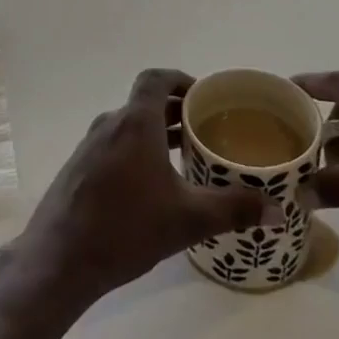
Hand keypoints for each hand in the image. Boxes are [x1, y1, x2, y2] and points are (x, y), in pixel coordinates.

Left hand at [20, 69, 275, 303]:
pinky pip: (114, 144)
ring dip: (156, 132)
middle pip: (145, 102)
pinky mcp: (79, 167)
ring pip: (129, 125)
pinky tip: (152, 185)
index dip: (180, 80)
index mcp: (135, 123)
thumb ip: (233, 210)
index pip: (156, 79)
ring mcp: (90, 145)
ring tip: (185, 157)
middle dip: (175, 111)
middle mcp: (110, 124)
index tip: (204, 97)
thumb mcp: (186, 220)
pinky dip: (136, 149)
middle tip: (206, 130)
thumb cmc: (125, 229)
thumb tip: (279, 210)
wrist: (59, 260)